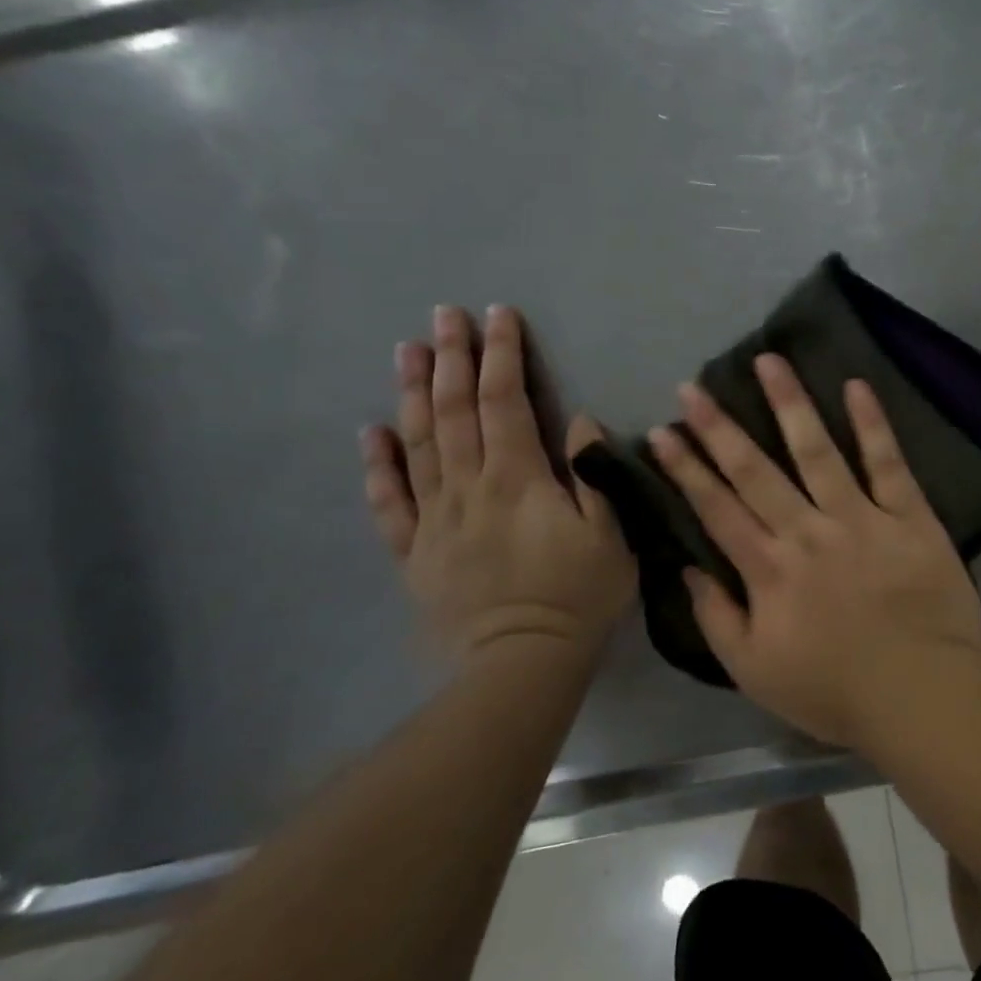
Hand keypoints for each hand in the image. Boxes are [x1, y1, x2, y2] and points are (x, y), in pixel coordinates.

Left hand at [360, 305, 635, 663]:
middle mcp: (468, 486)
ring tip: (406, 350)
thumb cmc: (578, 596)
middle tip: (443, 314)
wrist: (522, 665)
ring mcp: (434, 518)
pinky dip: (377, 464)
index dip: (501, 355)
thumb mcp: (610, 534)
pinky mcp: (414, 550)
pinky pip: (389, 501)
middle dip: (451, 358)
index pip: (505, 402)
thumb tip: (578, 421)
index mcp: (517, 478)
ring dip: (411, 393)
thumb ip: (592, 473)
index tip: (498, 316)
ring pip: (417, 444)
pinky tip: (370, 431)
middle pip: (454, 411)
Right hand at [647, 355, 980, 748]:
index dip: (686, 469)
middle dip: (719, 428)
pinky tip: (856, 385)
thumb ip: (716, 618)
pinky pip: (888, 462)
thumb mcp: (754, 672)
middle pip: (756, 471)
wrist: (921, 695)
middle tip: (693, 388)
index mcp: (770, 570)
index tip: (663, 432)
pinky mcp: (909, 515)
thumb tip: (688, 569)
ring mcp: (860, 518)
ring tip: (769, 361)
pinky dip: (872, 423)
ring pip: (817, 450)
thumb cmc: (834, 690)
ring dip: (789, 403)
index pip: (717, 509)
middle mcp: (808, 532)